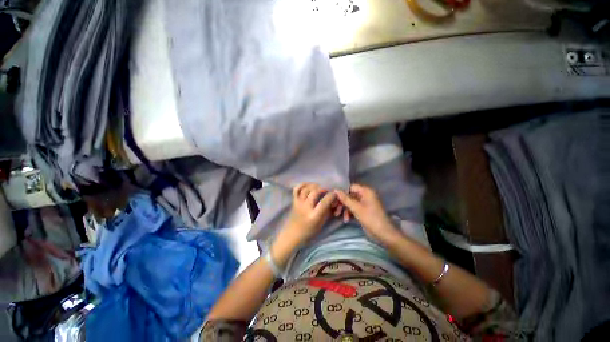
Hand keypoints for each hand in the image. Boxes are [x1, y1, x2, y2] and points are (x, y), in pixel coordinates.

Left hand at [275, 183, 335, 251]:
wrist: (292, 234)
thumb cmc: (309, 231)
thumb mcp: (321, 224)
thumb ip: (327, 212)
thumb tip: (333, 201)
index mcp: (314, 216)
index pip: (324, 202)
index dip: (331, 196)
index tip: (334, 194)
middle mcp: (306, 208)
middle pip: (315, 192)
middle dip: (323, 188)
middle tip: (326, 190)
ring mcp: (298, 203)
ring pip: (306, 189)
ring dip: (314, 186)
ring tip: (318, 188)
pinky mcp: (293, 201)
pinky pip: (296, 189)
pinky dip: (302, 185)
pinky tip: (308, 185)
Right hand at [334, 184, 399, 244]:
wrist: (383, 233)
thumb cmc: (370, 218)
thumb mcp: (356, 208)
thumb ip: (345, 198)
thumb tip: (335, 190)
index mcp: (366, 191)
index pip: (351, 187)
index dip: (342, 191)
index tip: (334, 198)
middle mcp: (365, 195)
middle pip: (350, 195)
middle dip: (343, 202)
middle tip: (335, 209)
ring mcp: (365, 203)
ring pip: (351, 202)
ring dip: (345, 209)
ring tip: (340, 216)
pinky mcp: (364, 210)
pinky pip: (354, 208)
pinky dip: (350, 213)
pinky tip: (347, 219)